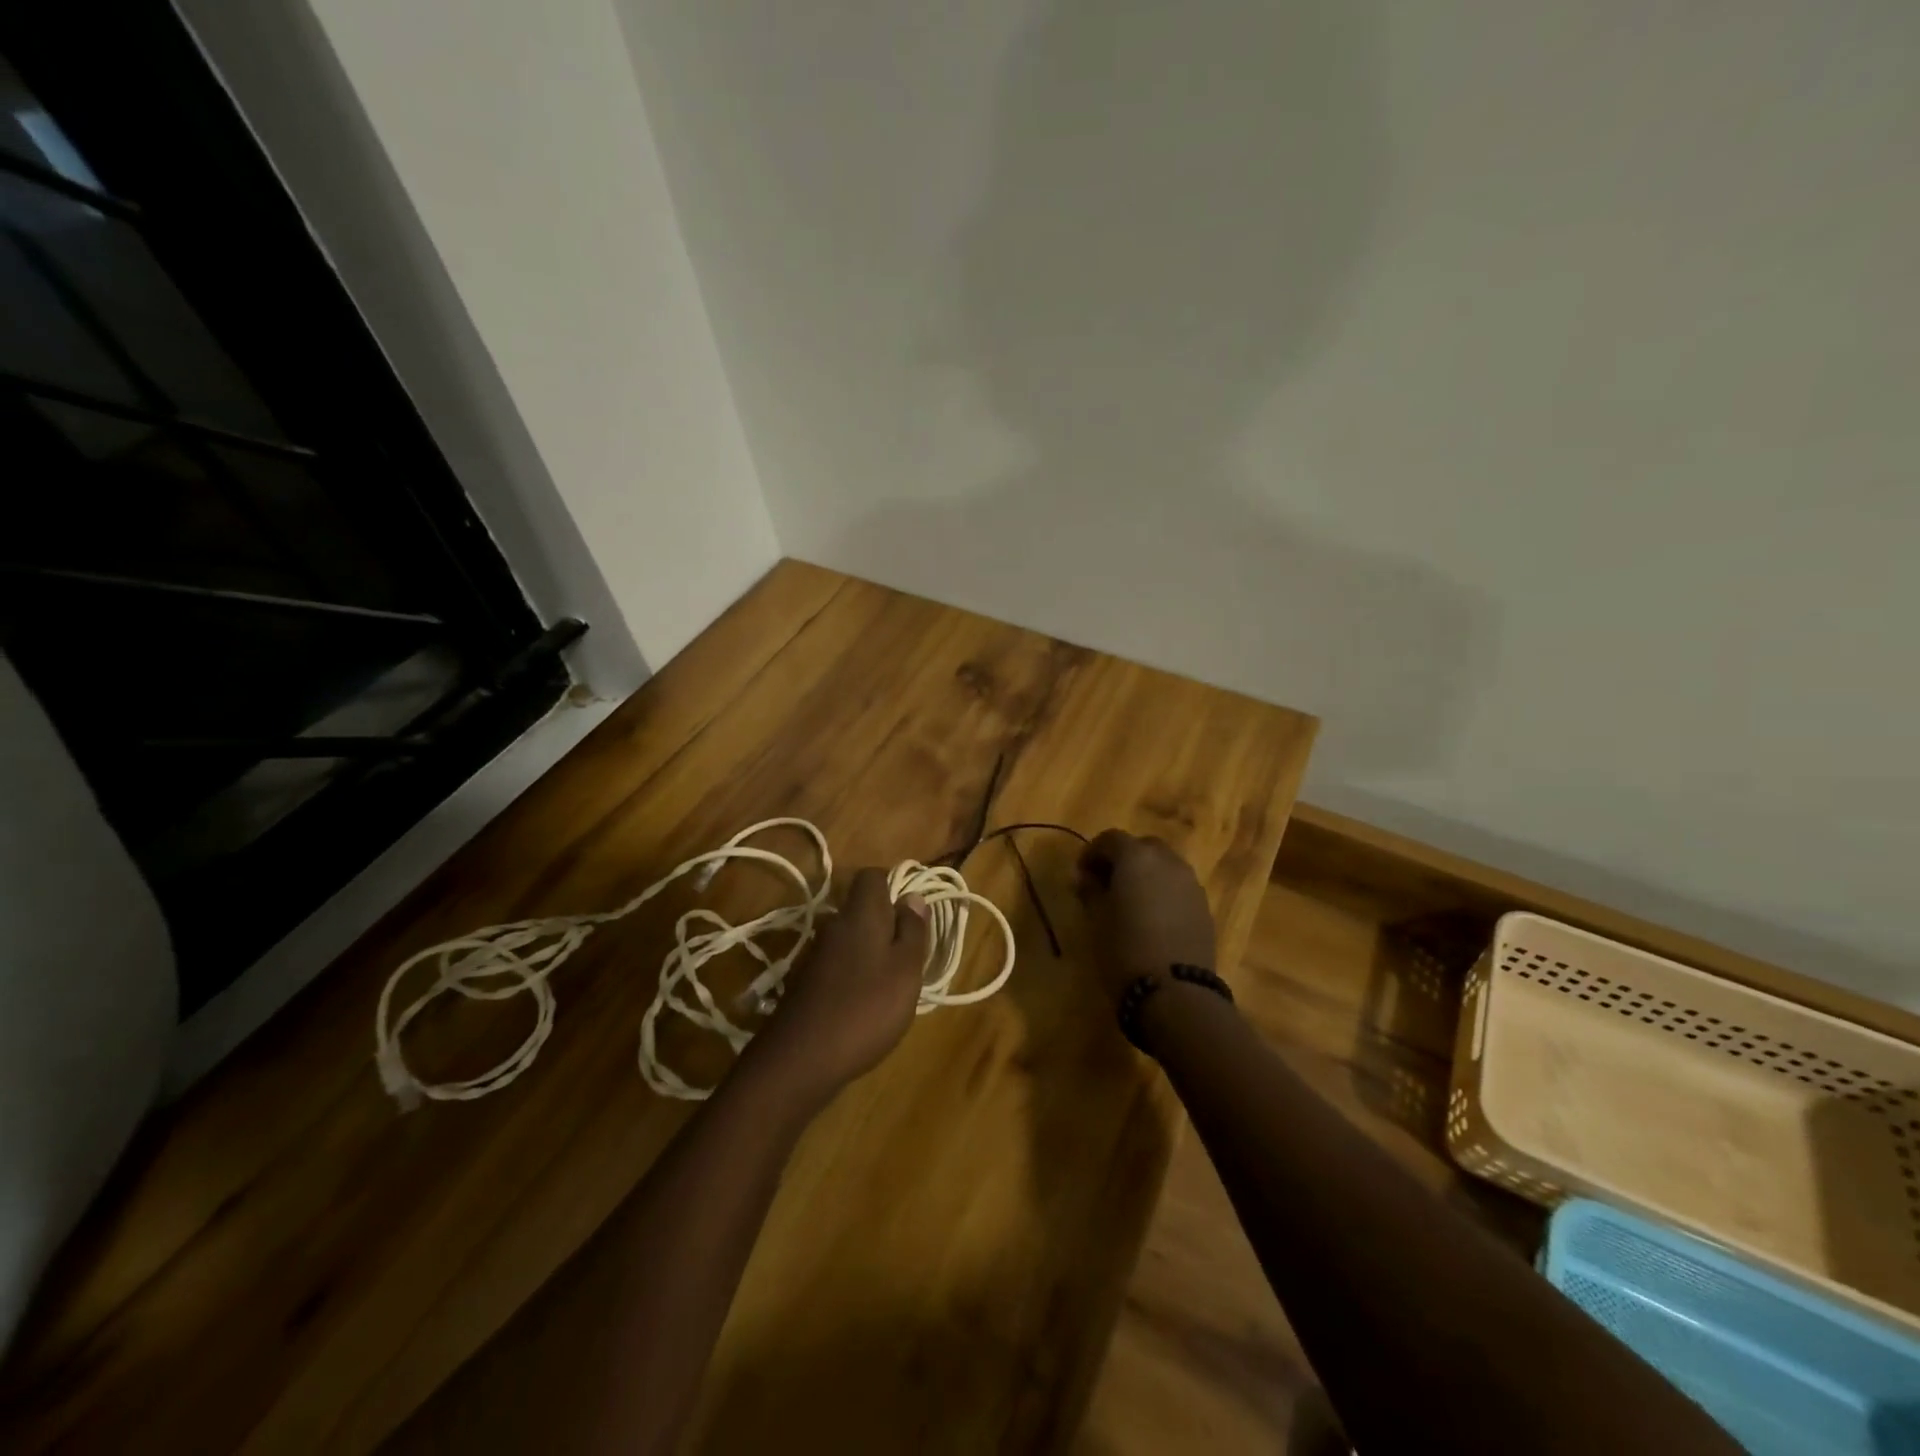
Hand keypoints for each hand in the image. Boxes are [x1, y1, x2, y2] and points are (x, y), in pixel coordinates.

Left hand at [744, 868, 929, 1103]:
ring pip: (851, 938)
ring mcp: (816, 954)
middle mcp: (834, 925)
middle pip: (862, 908)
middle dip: (887, 924)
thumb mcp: (906, 969)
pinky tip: (865, 1005)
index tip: (913, 914)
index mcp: (860, 913)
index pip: (872, 875)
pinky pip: (839, 964)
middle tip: (910, 955)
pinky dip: (855, 975)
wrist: (800, 1059)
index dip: (894, 886)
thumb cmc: (866, 1007)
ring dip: (872, 952)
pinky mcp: (806, 982)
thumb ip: (913, 930)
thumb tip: (913, 896)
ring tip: (892, 985)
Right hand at [1074, 830, 1216, 1005]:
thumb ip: (1090, 891)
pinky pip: (1178, 887)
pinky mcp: (1204, 907)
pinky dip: (1163, 892)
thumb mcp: (1095, 920)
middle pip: (1142, 846)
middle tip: (1106, 884)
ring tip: (1130, 902)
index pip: (1110, 839)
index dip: (1092, 852)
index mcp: (1136, 857)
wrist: (1175, 993)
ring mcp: (1190, 883)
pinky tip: (1153, 919)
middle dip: (1123, 859)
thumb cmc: (1124, 950)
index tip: (1081, 875)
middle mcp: (1167, 861)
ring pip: (1164, 866)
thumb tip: (1085, 878)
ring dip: (1146, 875)